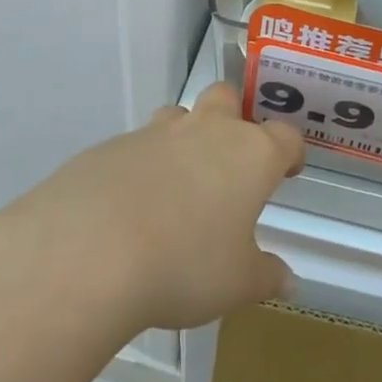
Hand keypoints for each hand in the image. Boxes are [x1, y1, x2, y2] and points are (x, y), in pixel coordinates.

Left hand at [0, 84, 303, 337]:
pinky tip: (130, 207)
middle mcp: (206, 131)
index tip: (287, 170)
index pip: (284, 136)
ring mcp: (155, 134)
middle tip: (230, 160)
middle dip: (234, 117)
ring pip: (178, 116)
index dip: (289, 151)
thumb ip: (266, 276)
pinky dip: (142, 167)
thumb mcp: (236, 284)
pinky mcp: (110, 147)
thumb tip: (289, 281)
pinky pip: (136, 147)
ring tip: (179, 184)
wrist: (91, 250)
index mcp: (249, 155)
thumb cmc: (185, 264)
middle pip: (227, 97)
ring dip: (185, 137)